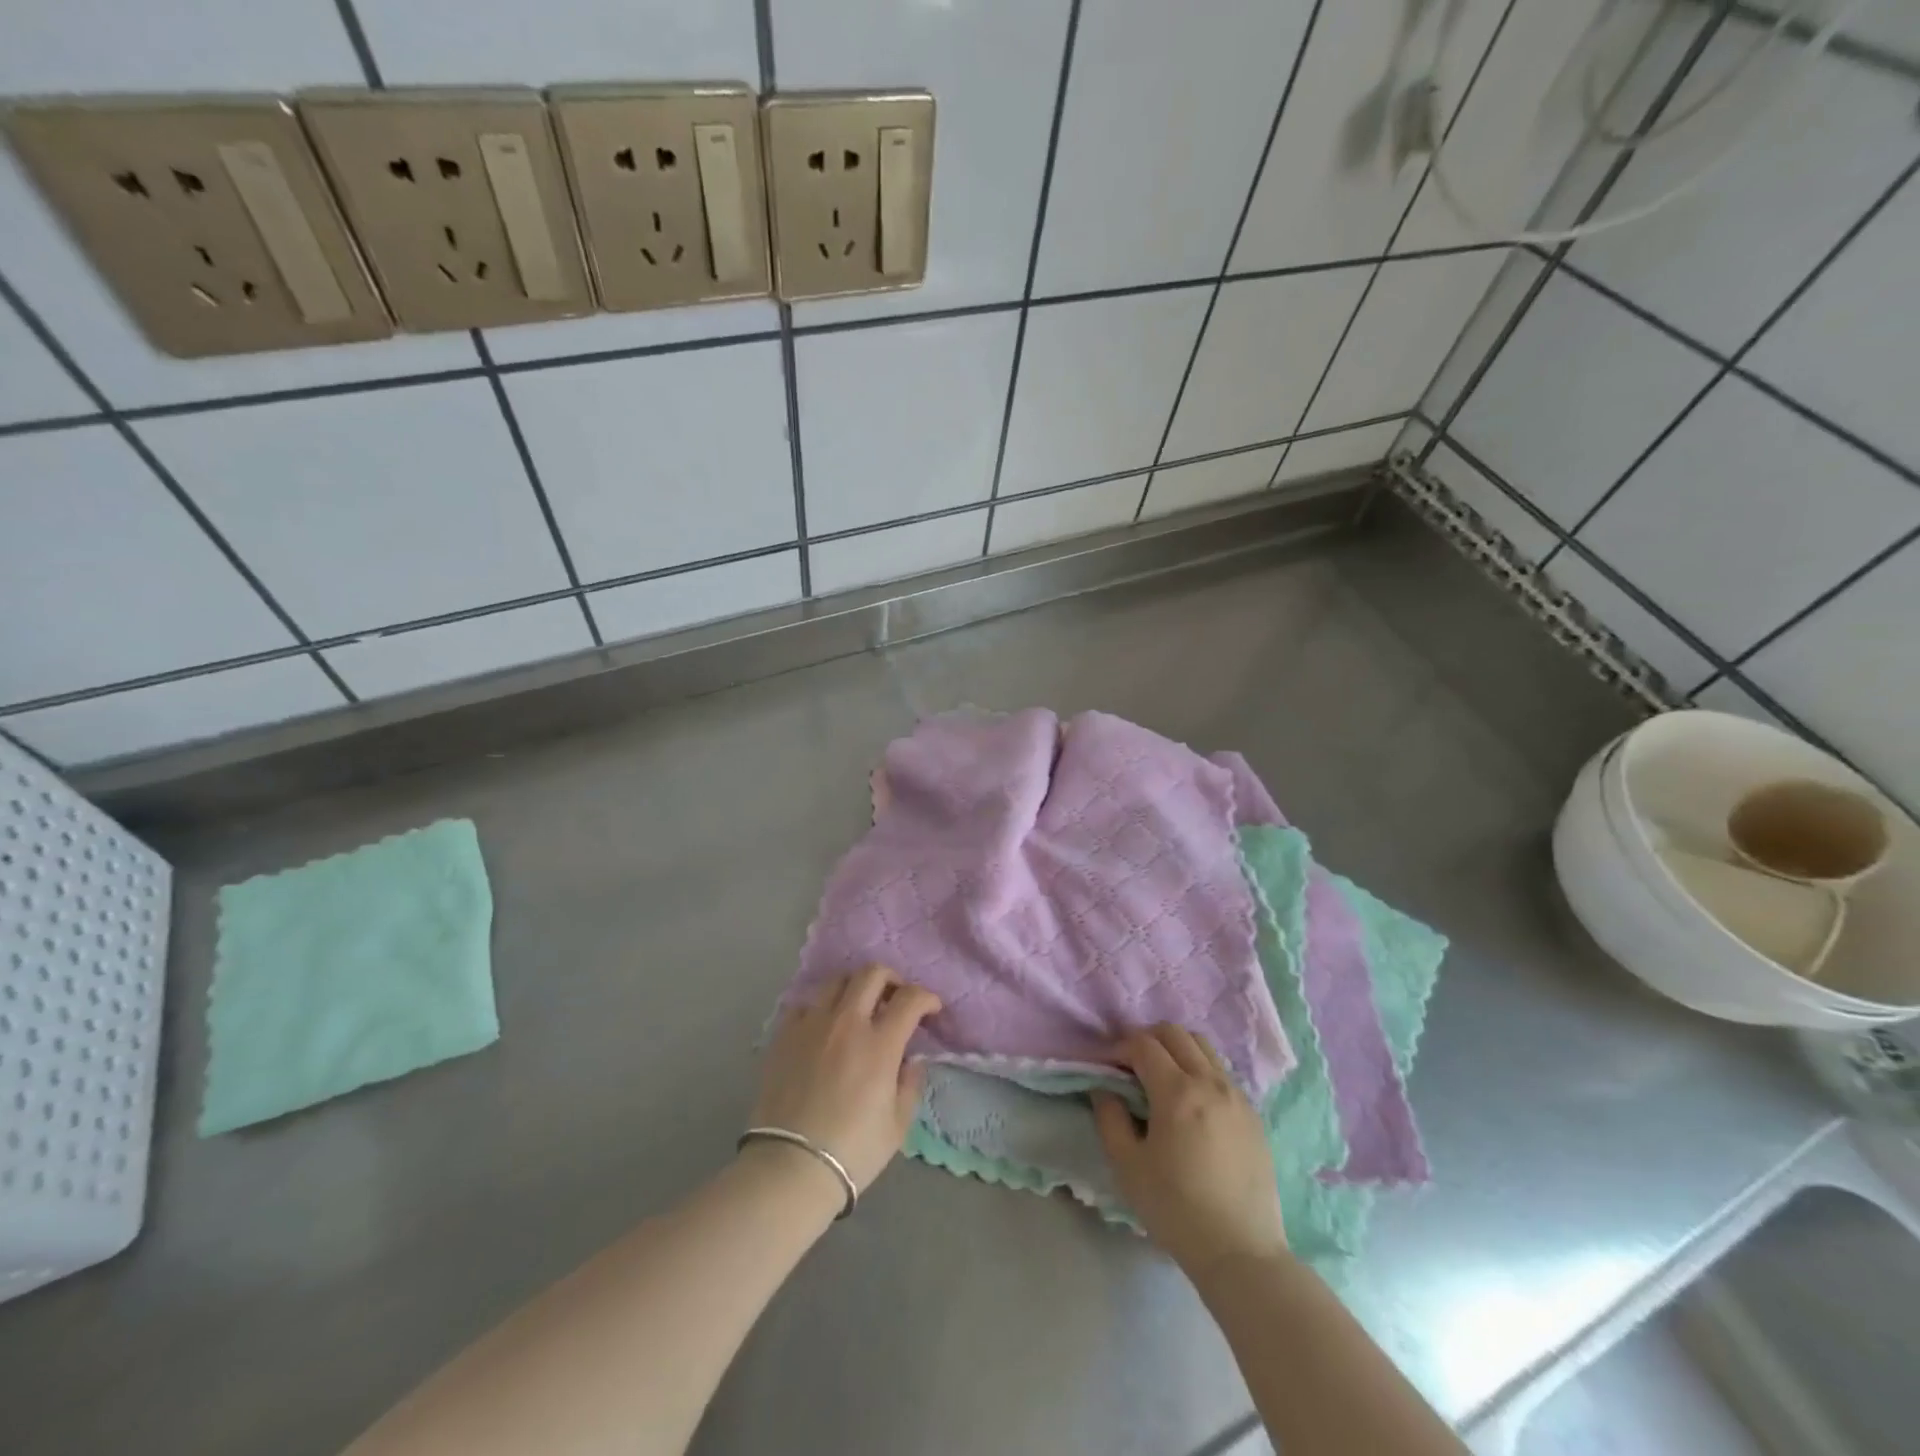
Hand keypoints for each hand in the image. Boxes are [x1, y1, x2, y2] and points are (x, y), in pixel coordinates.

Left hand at [750, 966, 940, 1193]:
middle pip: (872, 974)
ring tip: (859, 1008)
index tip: (931, 1009)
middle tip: (896, 999)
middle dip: (892, 979)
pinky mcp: (784, 1035)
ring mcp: (812, 1025)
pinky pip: (806, 1004)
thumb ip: (910, 1083)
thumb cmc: (853, 1151)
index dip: (926, 997)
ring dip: (856, 987)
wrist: (790, 1167)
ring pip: (837, 981)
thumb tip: (910, 1060)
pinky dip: (821, 1008)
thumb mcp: (898, 1125)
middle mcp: (846, 1022)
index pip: (910, 999)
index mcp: (880, 1044)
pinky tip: (824, 1028)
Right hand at [1092, 1024, 1287, 1274]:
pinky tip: (1191, 1103)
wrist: (1241, 1252)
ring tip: (1161, 1079)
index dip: (1119, 1048)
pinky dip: (1199, 1070)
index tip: (1107, 1067)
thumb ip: (1110, 1117)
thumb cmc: (1176, 1209)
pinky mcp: (1253, 1114)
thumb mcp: (1127, 1166)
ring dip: (1176, 1050)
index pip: (1143, 1045)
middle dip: (1147, 1039)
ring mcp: (1237, 1096)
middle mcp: (1210, 1082)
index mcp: (1177, 1092)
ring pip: (1203, 1047)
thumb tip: (1105, 1088)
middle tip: (1131, 1066)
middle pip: (1175, 1033)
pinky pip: (1221, 1073)